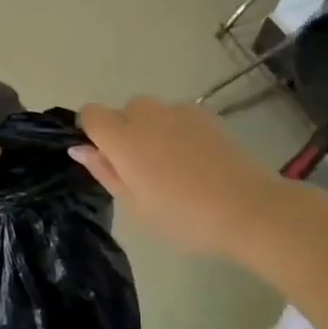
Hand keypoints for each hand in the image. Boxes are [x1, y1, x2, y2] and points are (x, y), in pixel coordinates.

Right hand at [71, 97, 277, 256]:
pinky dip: (177, 129)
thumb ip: (104, 172)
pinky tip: (196, 159)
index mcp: (122, 138)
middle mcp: (146, 114)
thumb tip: (79, 148)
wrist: (248, 208)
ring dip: (151, 129)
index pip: (90, 114)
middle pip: (122, 111)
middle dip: (125, 132)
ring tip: (173, 164)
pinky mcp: (205, 114)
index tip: (107, 159)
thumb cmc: (184, 217)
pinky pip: (177, 115)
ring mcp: (178, 111)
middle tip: (142, 170)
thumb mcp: (136, 206)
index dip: (92, 132)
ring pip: (151, 111)